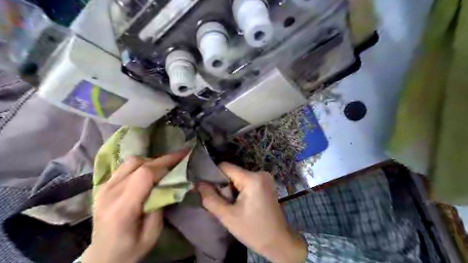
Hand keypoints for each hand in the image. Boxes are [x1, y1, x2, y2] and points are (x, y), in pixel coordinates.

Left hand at [83, 150, 188, 262]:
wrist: (102, 256)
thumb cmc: (129, 249)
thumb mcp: (152, 234)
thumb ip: (160, 206)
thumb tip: (168, 183)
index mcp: (122, 208)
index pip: (144, 175)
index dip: (164, 164)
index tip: (181, 160)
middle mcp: (109, 194)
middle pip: (138, 164)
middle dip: (163, 159)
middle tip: (179, 157)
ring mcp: (103, 188)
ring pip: (131, 162)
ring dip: (151, 161)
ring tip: (164, 167)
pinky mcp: (103, 186)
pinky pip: (124, 167)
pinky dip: (140, 164)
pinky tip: (149, 171)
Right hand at [197, 164, 307, 261]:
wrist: (278, 241)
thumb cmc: (253, 230)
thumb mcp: (227, 216)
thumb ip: (210, 198)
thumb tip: (198, 183)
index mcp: (252, 178)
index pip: (225, 167)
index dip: (213, 175)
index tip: (206, 188)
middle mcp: (260, 173)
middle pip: (232, 172)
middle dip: (223, 185)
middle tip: (220, 201)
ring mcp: (265, 177)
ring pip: (238, 177)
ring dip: (231, 188)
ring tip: (231, 204)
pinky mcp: (266, 183)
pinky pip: (246, 181)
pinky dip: (239, 189)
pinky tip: (240, 203)